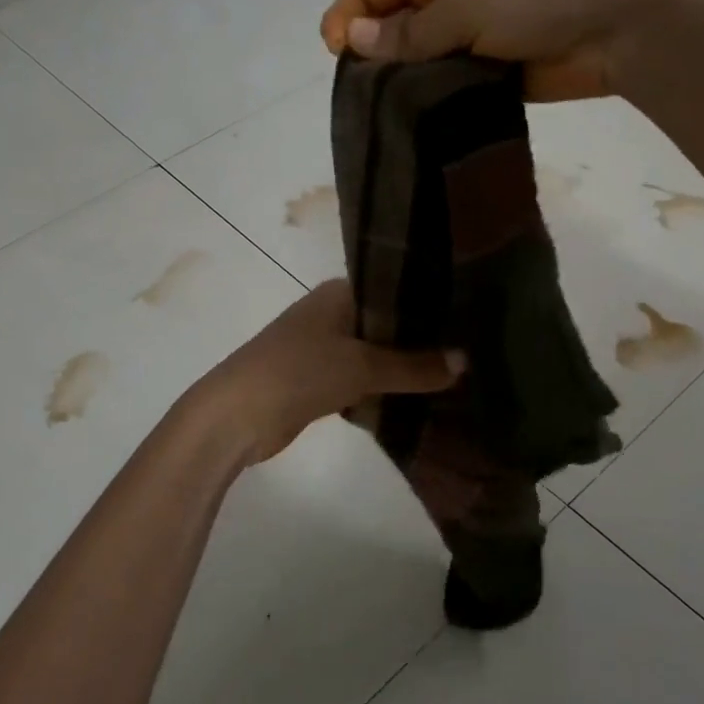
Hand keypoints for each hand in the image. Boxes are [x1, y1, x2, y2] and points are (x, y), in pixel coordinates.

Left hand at [193, 280, 463, 465]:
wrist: (236, 414)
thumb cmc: (300, 371)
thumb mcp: (363, 366)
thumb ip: (414, 366)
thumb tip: (465, 361)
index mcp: (338, 294)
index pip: (392, 289)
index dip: (427, 304)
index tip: (466, 319)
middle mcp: (328, 314)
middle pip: (383, 324)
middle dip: (418, 341)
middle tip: (466, 353)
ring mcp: (318, 348)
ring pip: (371, 355)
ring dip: (399, 369)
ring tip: (450, 378)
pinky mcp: (313, 382)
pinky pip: (357, 381)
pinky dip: (379, 390)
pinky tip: (412, 402)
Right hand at [319, 0, 682, 101]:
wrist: (613, 28)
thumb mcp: (464, 5)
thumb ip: (408, 31)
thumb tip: (351, 42)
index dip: (346, 16)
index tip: (335, 57)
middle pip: (388, 24)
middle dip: (372, 53)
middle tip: (365, 92)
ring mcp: (465, 31)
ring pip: (415, 58)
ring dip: (402, 80)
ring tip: (388, 110)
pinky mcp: (484, 67)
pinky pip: (443, 82)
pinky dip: (430, 97)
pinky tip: (417, 118)